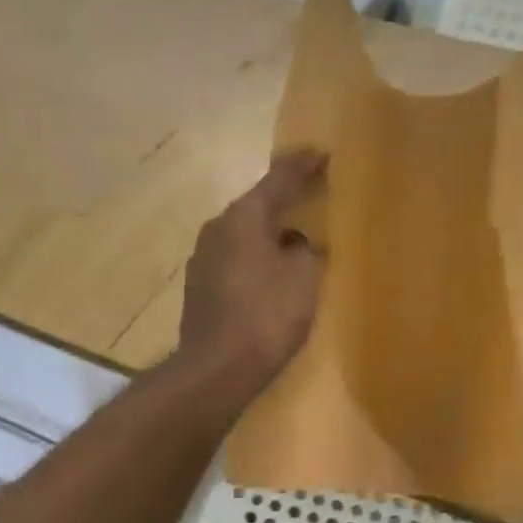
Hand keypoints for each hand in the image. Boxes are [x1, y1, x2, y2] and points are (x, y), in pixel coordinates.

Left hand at [176, 151, 327, 402]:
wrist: (215, 369)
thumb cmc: (266, 315)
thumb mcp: (304, 277)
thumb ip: (307, 250)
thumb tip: (297, 244)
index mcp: (243, 218)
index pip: (278, 179)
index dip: (303, 166)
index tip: (322, 153)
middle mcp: (217, 228)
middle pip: (257, 205)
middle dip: (285, 198)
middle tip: (312, 191)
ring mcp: (203, 257)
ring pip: (244, 233)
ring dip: (270, 231)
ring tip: (296, 236)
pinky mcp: (200, 286)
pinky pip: (236, 258)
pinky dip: (257, 256)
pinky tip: (271, 273)